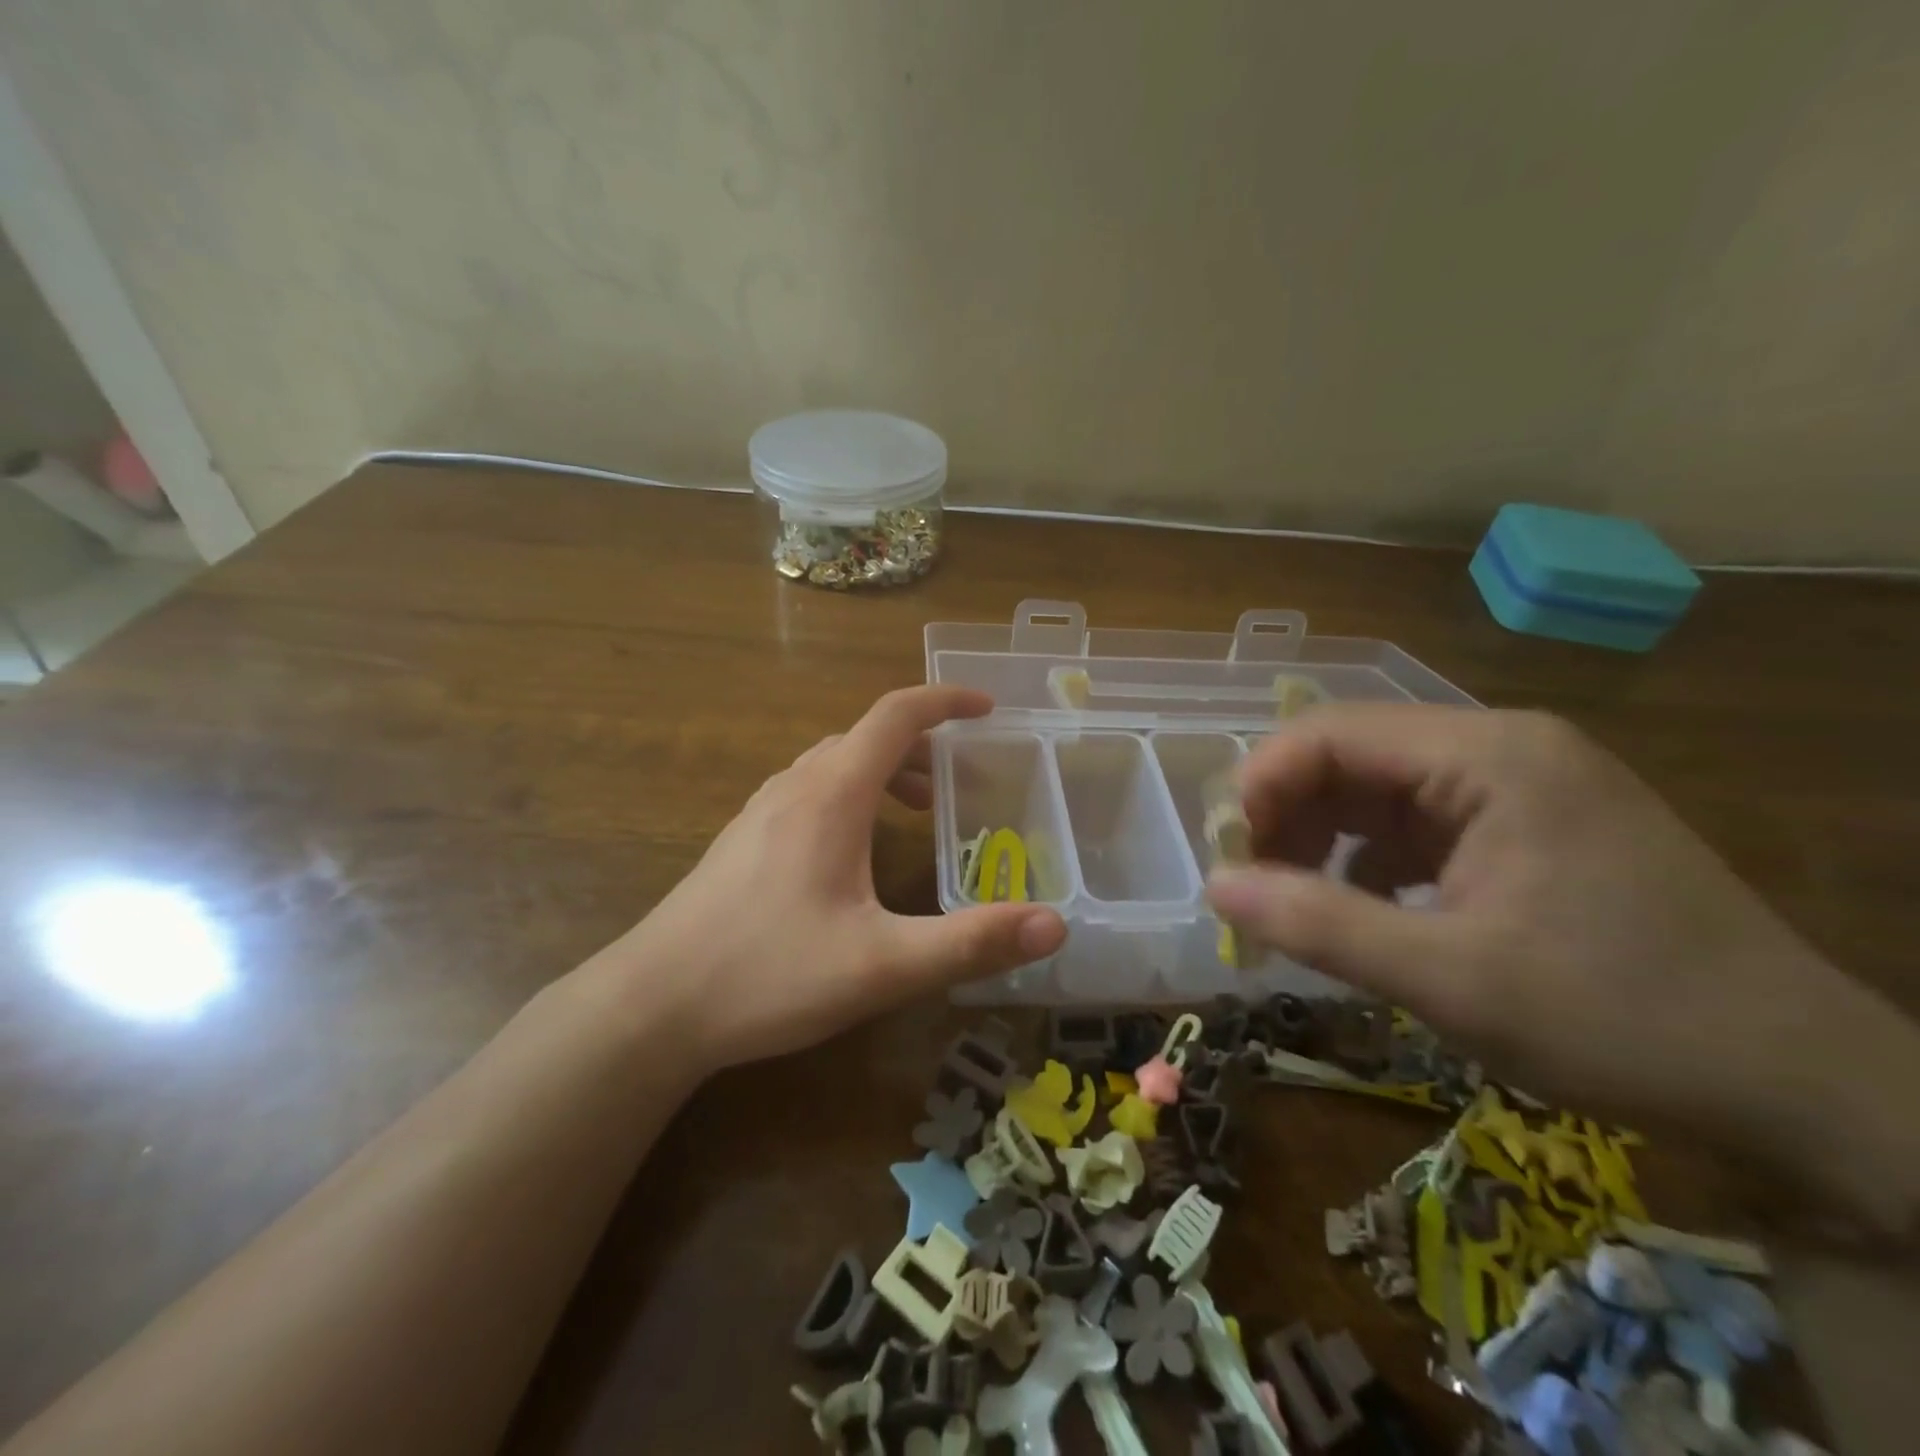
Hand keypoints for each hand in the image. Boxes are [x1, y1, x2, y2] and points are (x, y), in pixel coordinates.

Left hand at [601, 686, 1066, 1072]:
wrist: (651, 1005)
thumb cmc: (768, 974)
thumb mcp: (882, 965)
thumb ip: (969, 942)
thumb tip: (1054, 924)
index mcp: (831, 794)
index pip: (895, 715)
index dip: (944, 701)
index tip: (987, 709)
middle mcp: (794, 787)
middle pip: (866, 738)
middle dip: (921, 746)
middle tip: (961, 782)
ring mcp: (760, 812)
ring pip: (833, 765)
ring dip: (883, 772)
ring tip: (916, 812)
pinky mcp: (742, 841)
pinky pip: (808, 792)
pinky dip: (850, 796)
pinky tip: (853, 852)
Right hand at [1204, 705, 1919, 1229]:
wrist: (1805, 1086)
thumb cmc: (1623, 1020)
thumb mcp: (1451, 980)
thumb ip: (1319, 924)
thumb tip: (1214, 888)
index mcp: (1489, 755)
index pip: (1332, 732)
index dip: (1262, 783)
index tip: (1227, 856)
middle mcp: (1500, 748)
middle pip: (1351, 755)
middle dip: (1288, 815)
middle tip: (1253, 888)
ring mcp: (1518, 785)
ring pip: (1377, 790)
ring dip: (1323, 840)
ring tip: (1299, 905)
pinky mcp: (1526, 826)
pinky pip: (1415, 822)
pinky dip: (1370, 860)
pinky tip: (1366, 911)